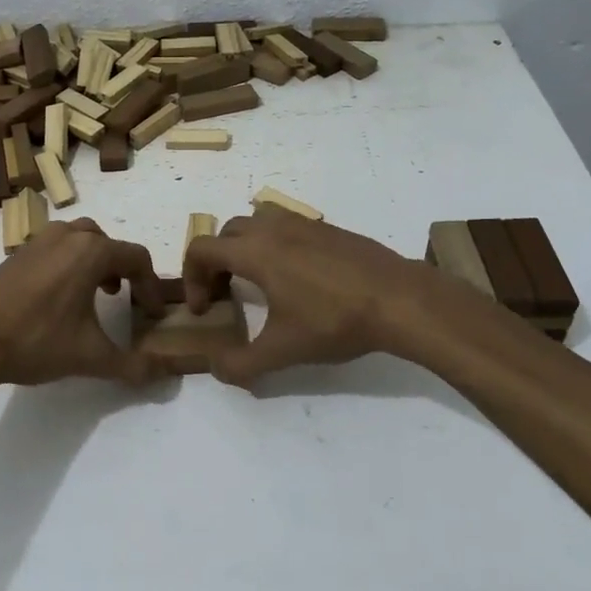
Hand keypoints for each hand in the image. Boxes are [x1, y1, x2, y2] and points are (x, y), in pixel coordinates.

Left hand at [0, 219, 166, 396]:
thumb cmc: (36, 340)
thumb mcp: (91, 357)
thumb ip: (133, 365)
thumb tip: (164, 373)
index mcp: (91, 251)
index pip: (137, 258)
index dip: (151, 286)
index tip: (153, 314)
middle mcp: (67, 236)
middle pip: (108, 242)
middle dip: (123, 268)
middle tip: (126, 297)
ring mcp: (38, 242)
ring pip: (79, 240)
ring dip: (95, 262)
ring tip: (97, 294)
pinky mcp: (17, 254)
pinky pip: (55, 249)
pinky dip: (69, 264)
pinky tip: (60, 299)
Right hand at [181, 208, 428, 384]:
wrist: (399, 300)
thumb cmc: (334, 322)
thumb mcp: (283, 352)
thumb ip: (241, 364)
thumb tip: (216, 369)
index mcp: (255, 252)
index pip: (202, 249)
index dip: (192, 278)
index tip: (204, 309)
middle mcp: (274, 228)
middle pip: (226, 233)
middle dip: (215, 262)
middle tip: (223, 294)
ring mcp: (304, 224)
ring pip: (257, 221)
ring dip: (244, 246)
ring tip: (255, 279)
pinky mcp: (329, 229)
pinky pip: (286, 226)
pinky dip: (274, 244)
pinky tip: (296, 278)